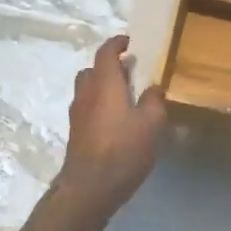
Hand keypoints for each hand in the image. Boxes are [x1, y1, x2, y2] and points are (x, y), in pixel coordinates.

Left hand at [56, 36, 166, 212]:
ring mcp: (77, 114)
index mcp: (104, 83)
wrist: (89, 188)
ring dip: (102, 86)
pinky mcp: (76, 132)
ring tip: (124, 97)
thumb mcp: (151, 124)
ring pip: (87, 89)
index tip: (129, 42)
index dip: (116, 43)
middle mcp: (86, 93)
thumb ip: (154, 101)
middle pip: (92, 70)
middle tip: (129, 72)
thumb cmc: (123, 149)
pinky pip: (87, 107)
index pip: (105, 53)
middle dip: (109, 66)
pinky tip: (116, 121)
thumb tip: (153, 87)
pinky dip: (99, 104)